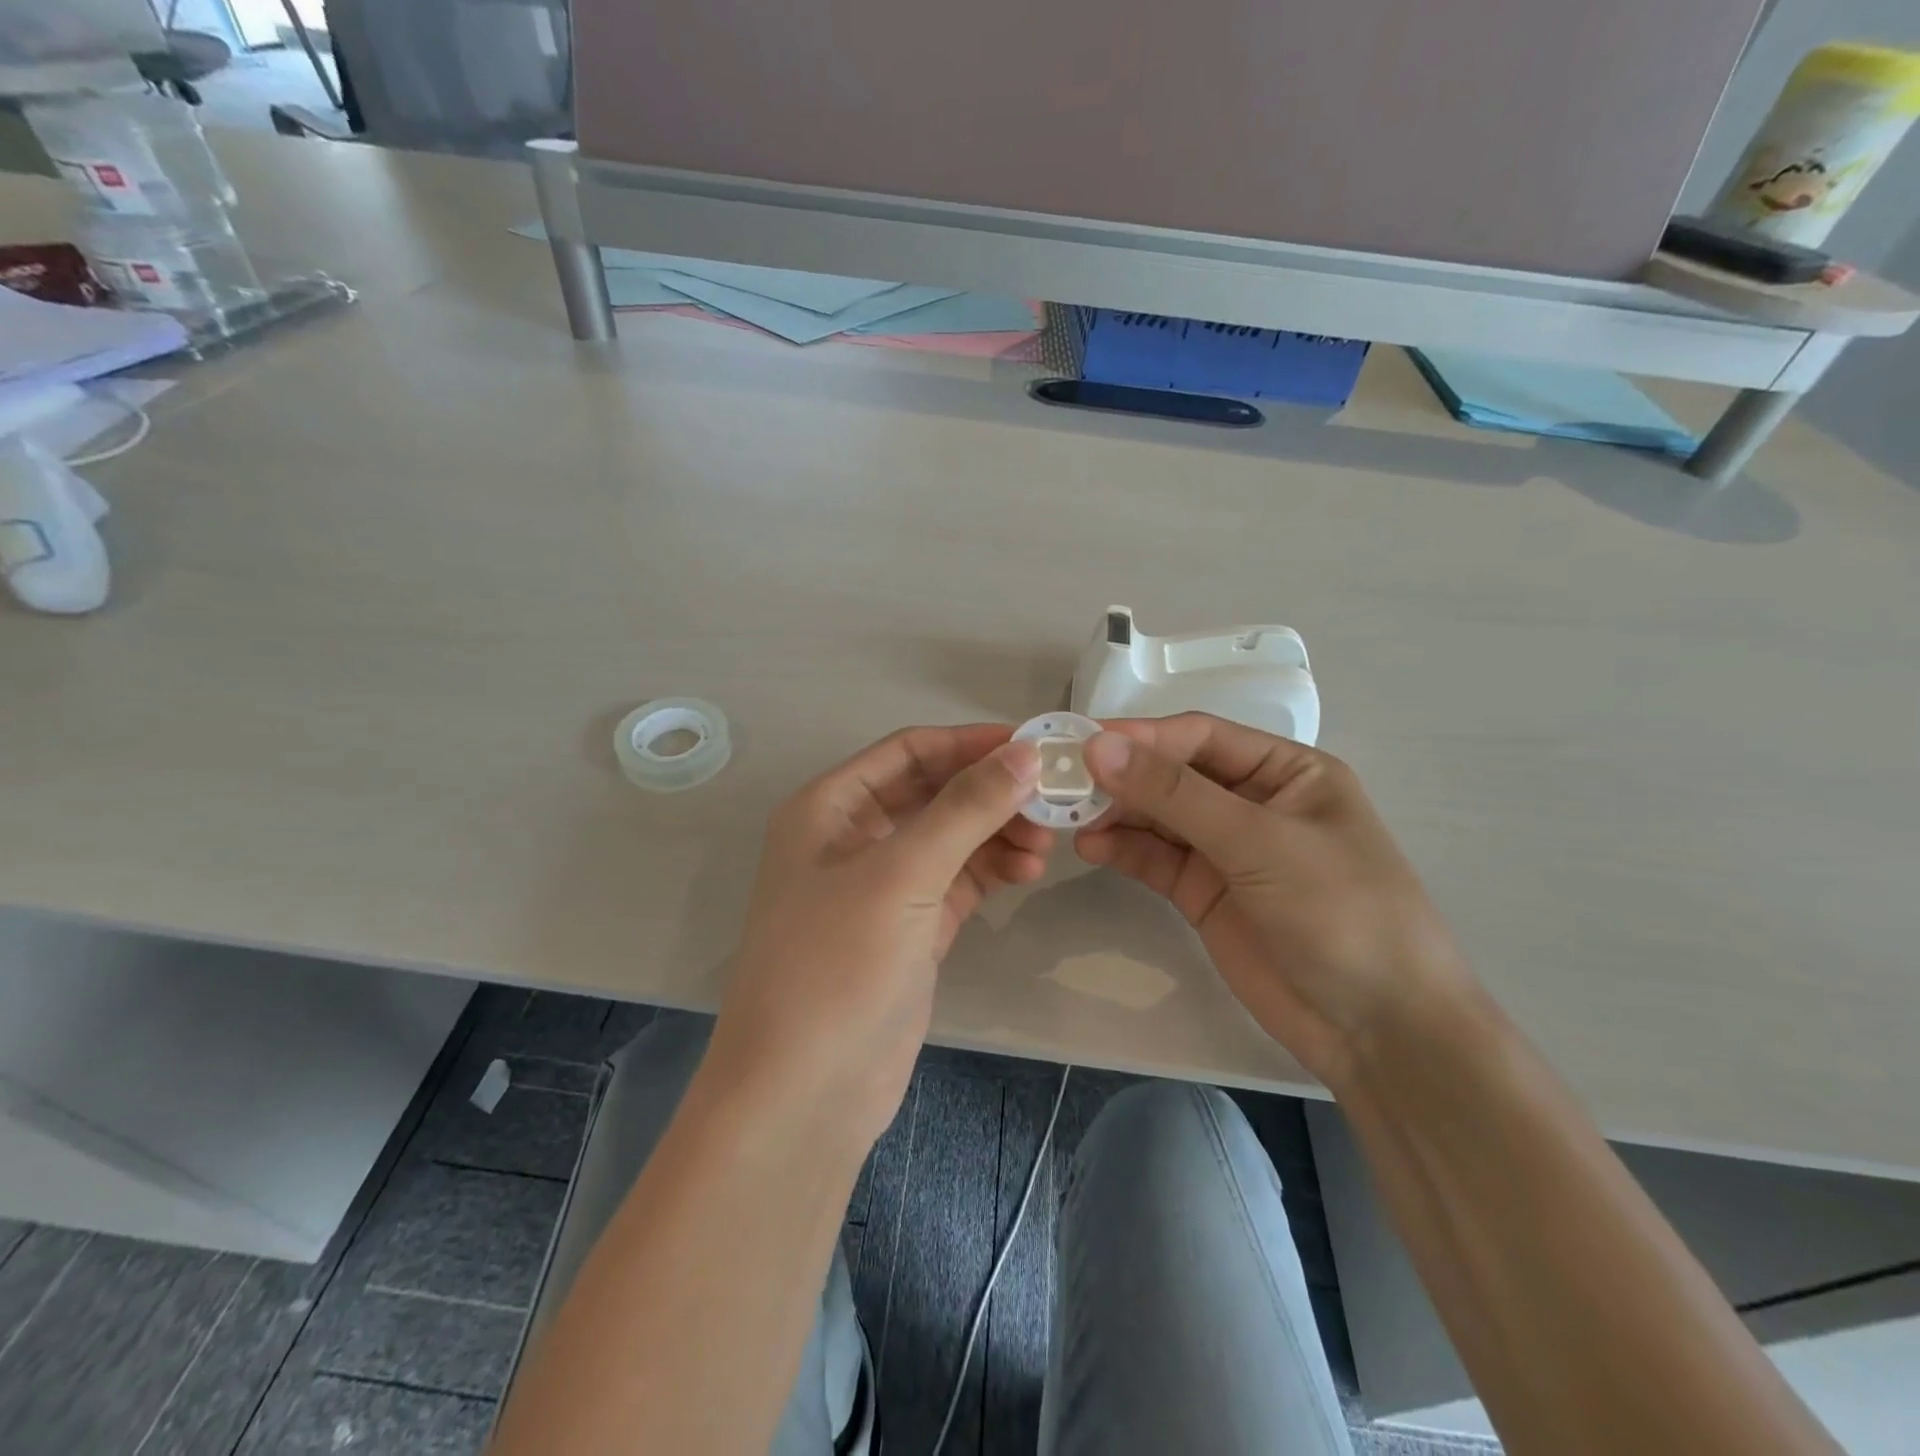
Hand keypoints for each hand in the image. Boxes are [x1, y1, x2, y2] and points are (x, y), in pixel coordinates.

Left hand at [707, 725, 1049, 1148]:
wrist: (804, 1095)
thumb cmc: (836, 967)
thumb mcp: (901, 875)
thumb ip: (965, 809)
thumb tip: (1025, 753)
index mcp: (829, 808)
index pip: (908, 752)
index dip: (968, 743)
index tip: (1032, 745)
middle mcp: (852, 838)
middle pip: (933, 793)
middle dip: (989, 793)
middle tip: (1051, 799)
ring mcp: (883, 887)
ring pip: (950, 838)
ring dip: (997, 833)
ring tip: (1045, 843)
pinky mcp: (910, 928)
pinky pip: (958, 880)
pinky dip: (992, 870)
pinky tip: (1028, 870)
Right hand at [1075, 714, 1471, 1086]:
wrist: (1377, 1030)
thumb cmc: (1339, 912)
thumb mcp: (1259, 842)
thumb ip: (1175, 795)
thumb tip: (1098, 746)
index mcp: (1286, 771)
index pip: (1200, 737)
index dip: (1141, 736)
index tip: (1082, 741)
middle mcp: (1253, 801)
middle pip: (1172, 775)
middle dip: (1121, 776)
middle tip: (1060, 780)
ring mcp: (1226, 850)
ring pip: (1157, 816)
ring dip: (1115, 812)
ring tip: (1066, 815)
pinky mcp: (1204, 893)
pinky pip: (1155, 859)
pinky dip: (1122, 849)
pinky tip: (1090, 846)